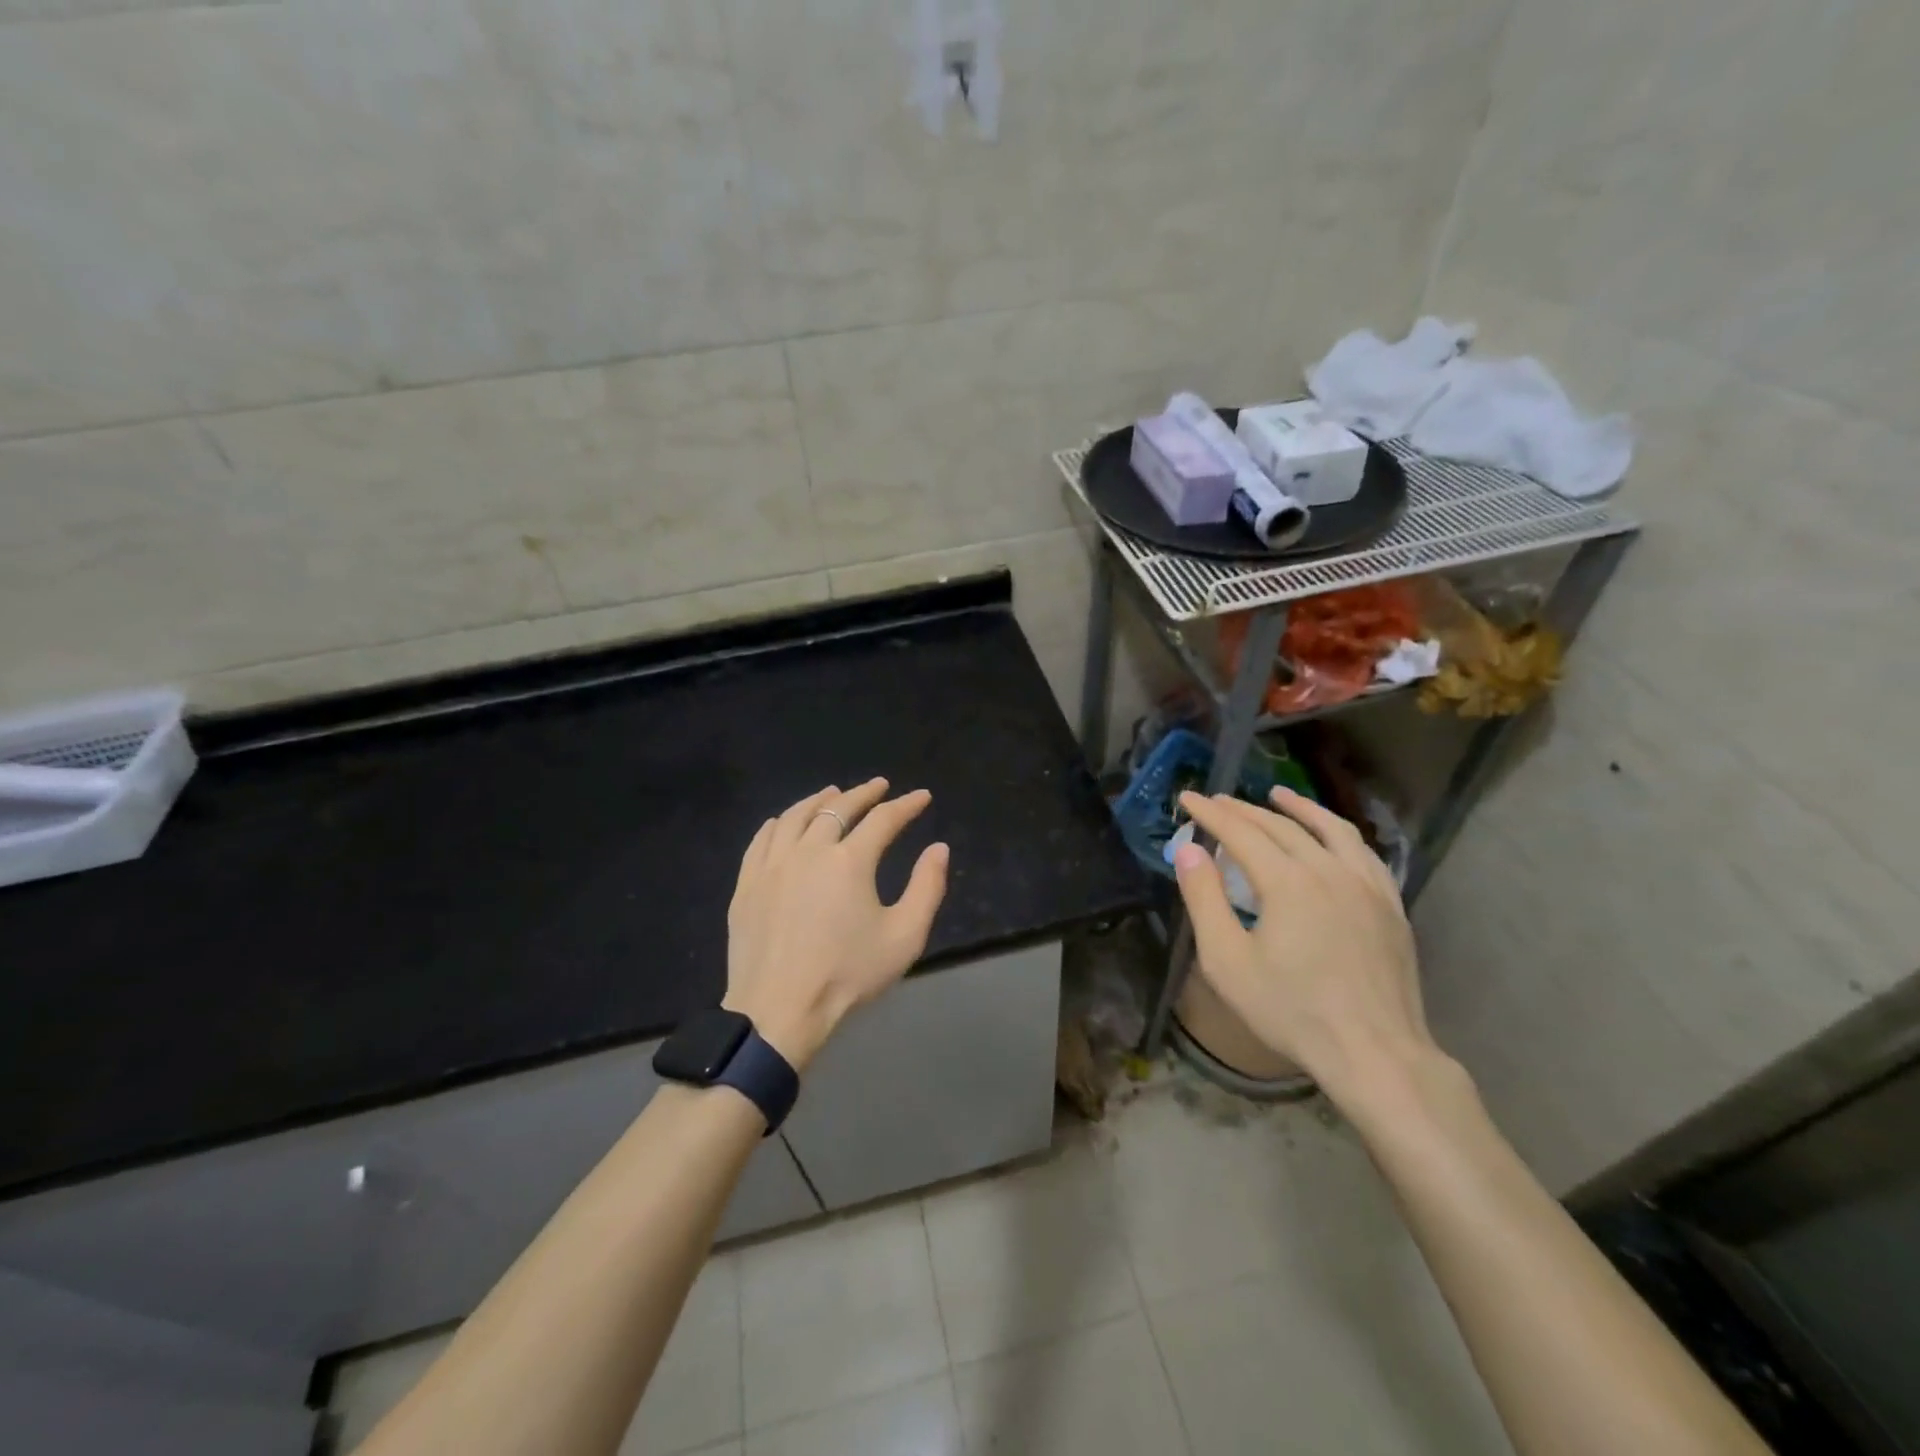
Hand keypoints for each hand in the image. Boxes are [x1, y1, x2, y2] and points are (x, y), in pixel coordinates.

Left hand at [724, 778, 949, 1070]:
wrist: (778, 1011)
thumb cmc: (847, 976)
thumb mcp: (904, 937)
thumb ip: (927, 888)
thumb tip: (938, 848)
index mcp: (850, 861)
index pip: (884, 819)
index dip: (906, 805)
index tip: (921, 797)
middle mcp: (809, 851)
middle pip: (837, 809)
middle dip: (863, 793)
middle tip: (879, 786)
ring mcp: (772, 865)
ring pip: (796, 816)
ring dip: (819, 800)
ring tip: (832, 793)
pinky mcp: (747, 884)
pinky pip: (762, 839)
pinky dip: (780, 822)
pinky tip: (785, 822)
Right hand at [1171, 787, 1434, 1105]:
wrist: (1375, 1053)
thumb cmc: (1291, 1010)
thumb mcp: (1227, 961)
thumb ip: (1204, 899)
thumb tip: (1189, 850)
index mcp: (1288, 881)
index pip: (1241, 832)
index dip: (1211, 813)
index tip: (1189, 798)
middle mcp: (1329, 870)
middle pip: (1282, 826)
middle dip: (1245, 809)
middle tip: (1219, 800)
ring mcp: (1367, 886)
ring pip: (1331, 830)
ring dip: (1300, 808)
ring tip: (1279, 795)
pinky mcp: (1390, 906)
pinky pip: (1363, 853)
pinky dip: (1339, 834)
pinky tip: (1333, 838)